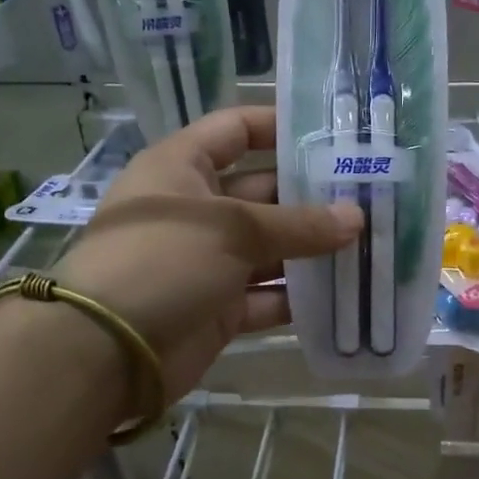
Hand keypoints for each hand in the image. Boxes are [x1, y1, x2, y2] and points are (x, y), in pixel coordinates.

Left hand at [52, 106, 361, 403]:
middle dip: (313, 196)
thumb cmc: (162, 261)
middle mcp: (195, 210)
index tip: (334, 134)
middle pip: (263, 192)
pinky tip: (345, 293)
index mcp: (182, 168)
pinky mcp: (218, 308)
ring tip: (370, 243)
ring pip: (270, 248)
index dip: (280, 126)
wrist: (106, 351)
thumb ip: (298, 224)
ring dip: (313, 250)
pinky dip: (299, 297)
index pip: (236, 130)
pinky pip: (267, 296)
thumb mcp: (231, 229)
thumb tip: (356, 218)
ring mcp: (206, 262)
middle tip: (372, 196)